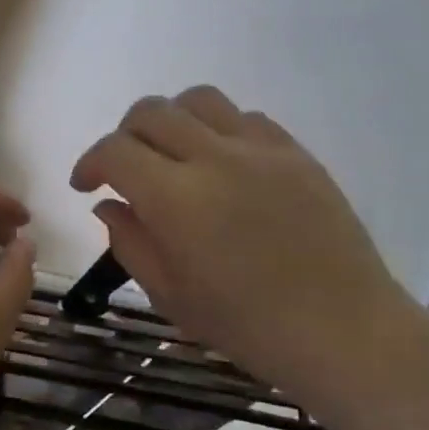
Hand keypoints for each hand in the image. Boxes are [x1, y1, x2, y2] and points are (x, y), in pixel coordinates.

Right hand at [70, 86, 428, 418]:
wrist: (342, 330)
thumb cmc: (247, 326)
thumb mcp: (170, 296)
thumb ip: (130, 242)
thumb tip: (109, 205)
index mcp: (176, 199)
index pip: (115, 151)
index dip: (90, 162)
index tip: (86, 185)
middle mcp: (214, 157)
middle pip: (152, 111)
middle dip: (124, 135)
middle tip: (124, 169)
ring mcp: (260, 149)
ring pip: (199, 100)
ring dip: (172, 120)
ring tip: (173, 154)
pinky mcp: (296, 153)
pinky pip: (246, 117)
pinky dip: (219, 129)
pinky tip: (223, 163)